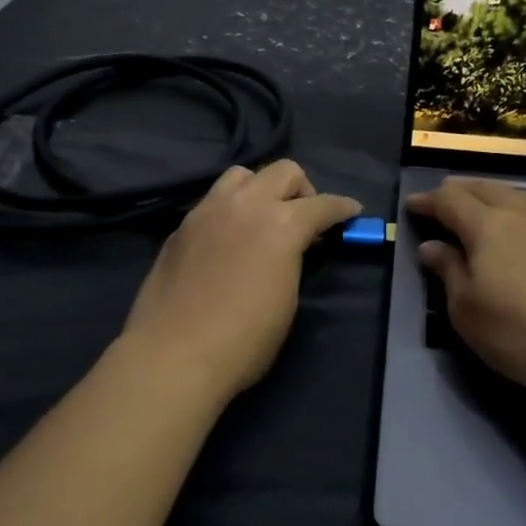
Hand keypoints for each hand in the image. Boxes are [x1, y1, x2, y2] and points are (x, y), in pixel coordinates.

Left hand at [119, 160, 360, 399]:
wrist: (173, 355)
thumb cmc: (243, 340)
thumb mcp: (287, 301)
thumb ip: (294, 260)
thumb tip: (292, 249)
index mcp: (281, 224)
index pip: (323, 204)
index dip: (343, 207)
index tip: (352, 211)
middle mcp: (246, 204)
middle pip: (284, 171)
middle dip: (303, 190)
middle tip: (304, 220)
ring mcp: (209, 210)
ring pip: (243, 175)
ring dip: (261, 189)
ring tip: (261, 219)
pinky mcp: (182, 225)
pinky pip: (214, 200)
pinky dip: (231, 209)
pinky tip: (228, 238)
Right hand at [408, 178, 525, 394]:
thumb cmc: (523, 332)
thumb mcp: (467, 312)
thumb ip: (448, 273)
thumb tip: (430, 245)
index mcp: (487, 229)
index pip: (449, 203)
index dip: (428, 201)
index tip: (411, 205)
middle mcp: (524, 217)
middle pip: (489, 191)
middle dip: (464, 190)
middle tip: (447, 193)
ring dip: (510, 194)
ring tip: (496, 195)